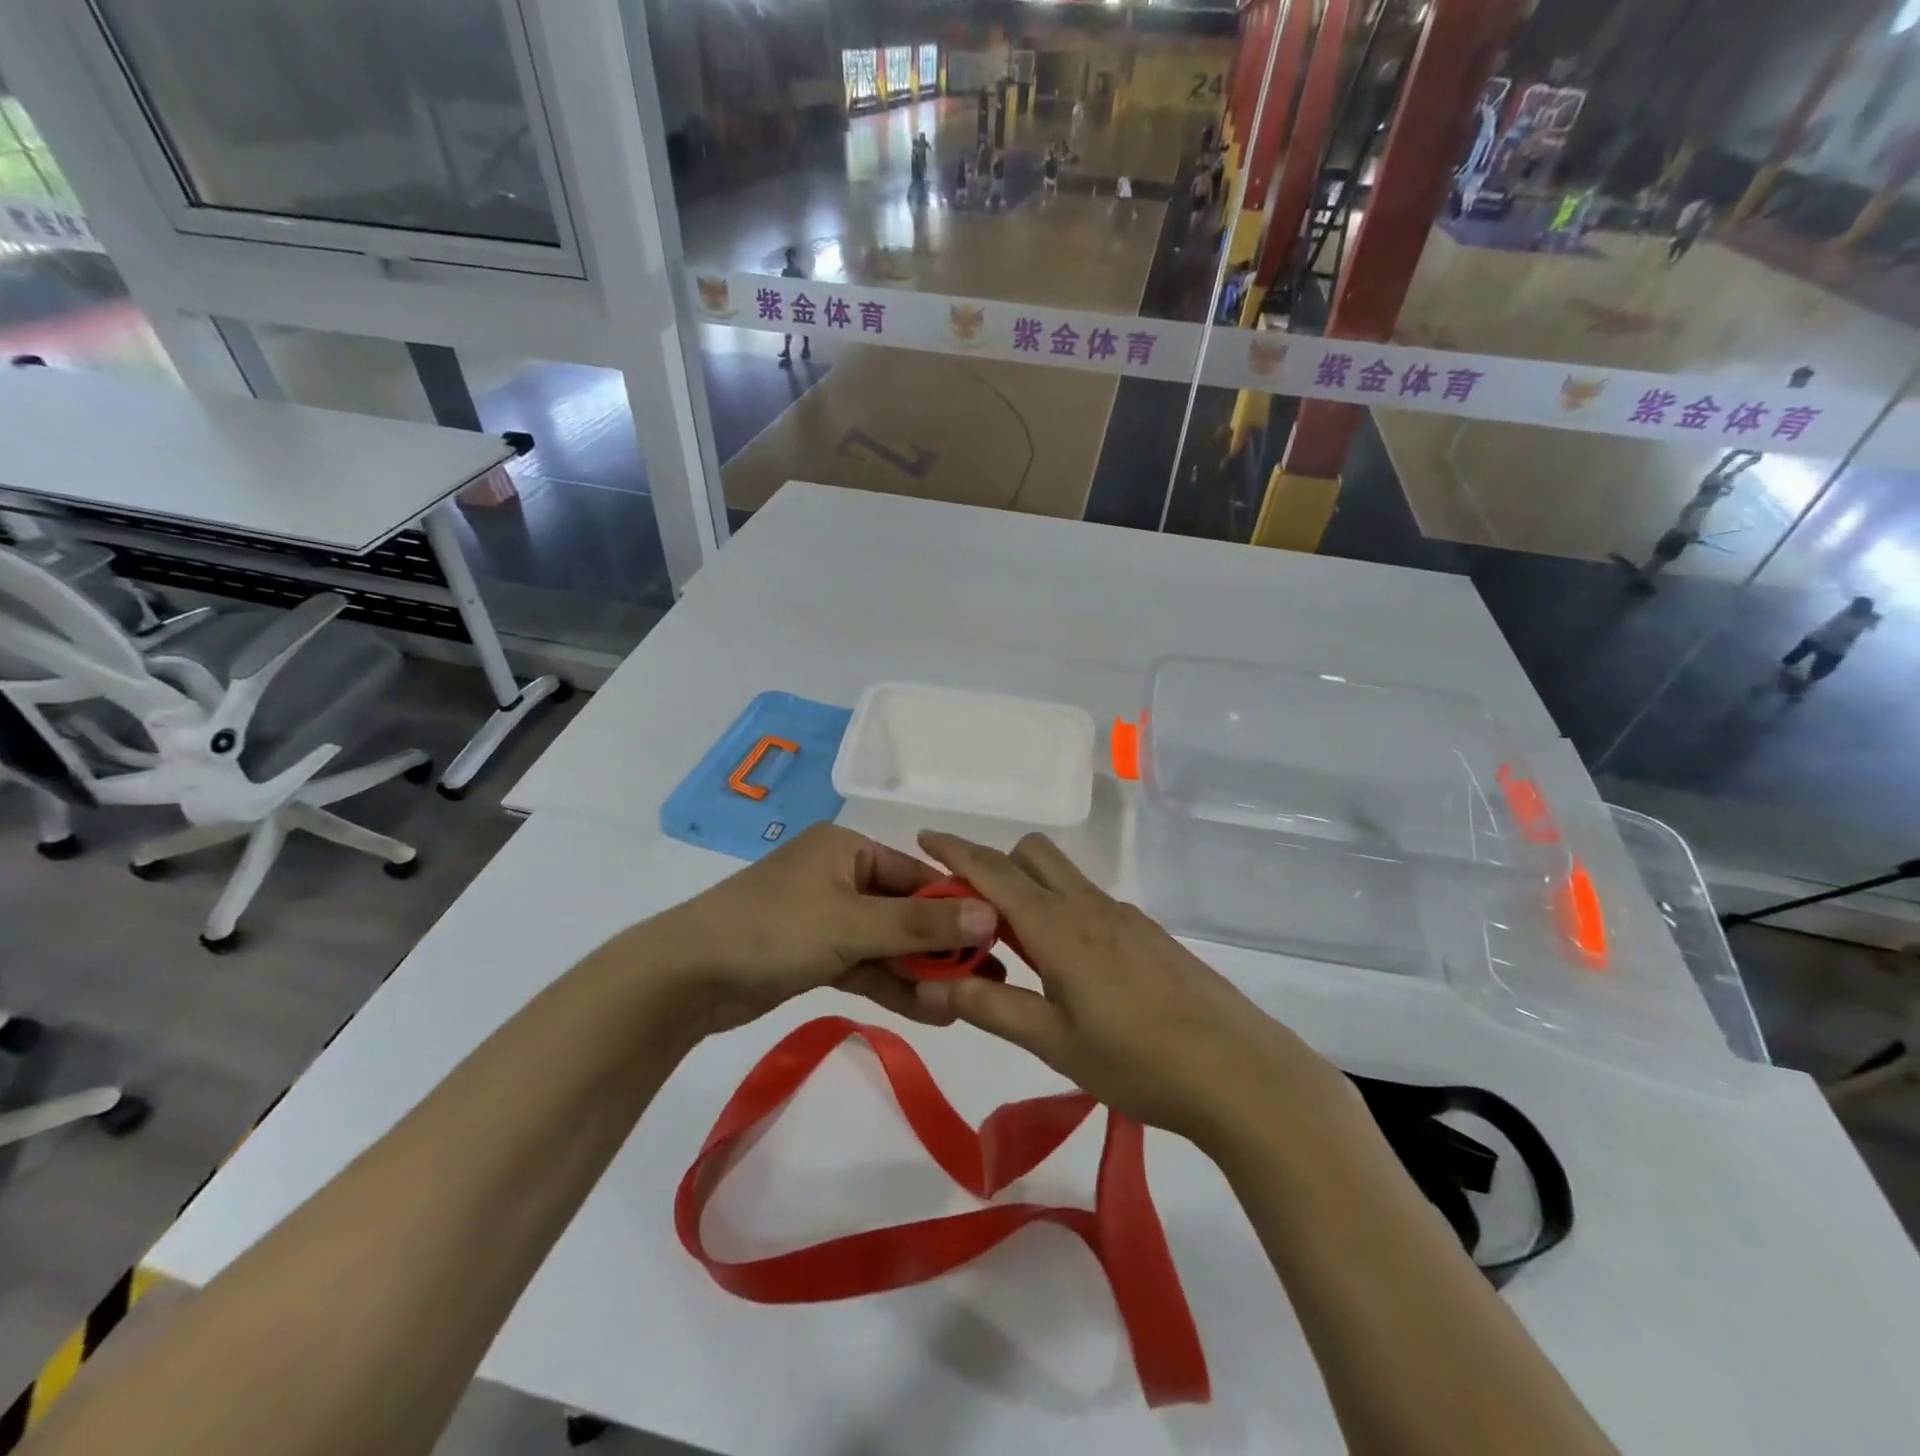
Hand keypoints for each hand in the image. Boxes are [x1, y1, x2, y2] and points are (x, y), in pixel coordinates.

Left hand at [647, 825, 998, 1035]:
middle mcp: (839, 876)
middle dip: (942, 946)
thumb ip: (921, 923)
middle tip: (988, 977)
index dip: (958, 906)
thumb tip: (990, 915)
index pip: (917, 875)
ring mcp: (825, 917)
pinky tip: (931, 1010)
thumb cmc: (773, 931)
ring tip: (967, 1002)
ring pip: (887, 943)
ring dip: (921, 972)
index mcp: (847, 849)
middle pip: (905, 910)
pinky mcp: (813, 954)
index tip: (998, 937)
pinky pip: (864, 964)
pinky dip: (892, 984)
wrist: (684, 979)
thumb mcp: (852, 924)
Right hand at [914, 831, 1347, 1146]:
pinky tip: (1074, 971)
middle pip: (1033, 854)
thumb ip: (993, 1006)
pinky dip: (1063, 912)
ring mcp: (1125, 916)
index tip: (925, 837)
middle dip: (995, 865)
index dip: (956, 851)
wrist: (1239, 1073)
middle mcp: (1090, 906)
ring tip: (1019, 952)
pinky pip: (1091, 902)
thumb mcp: (1054, 1043)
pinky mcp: (1149, 933)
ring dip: (1029, 891)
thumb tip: (938, 982)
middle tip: (974, 916)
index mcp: (1059, 927)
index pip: (995, 871)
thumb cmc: (1138, 1062)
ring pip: (1064, 877)